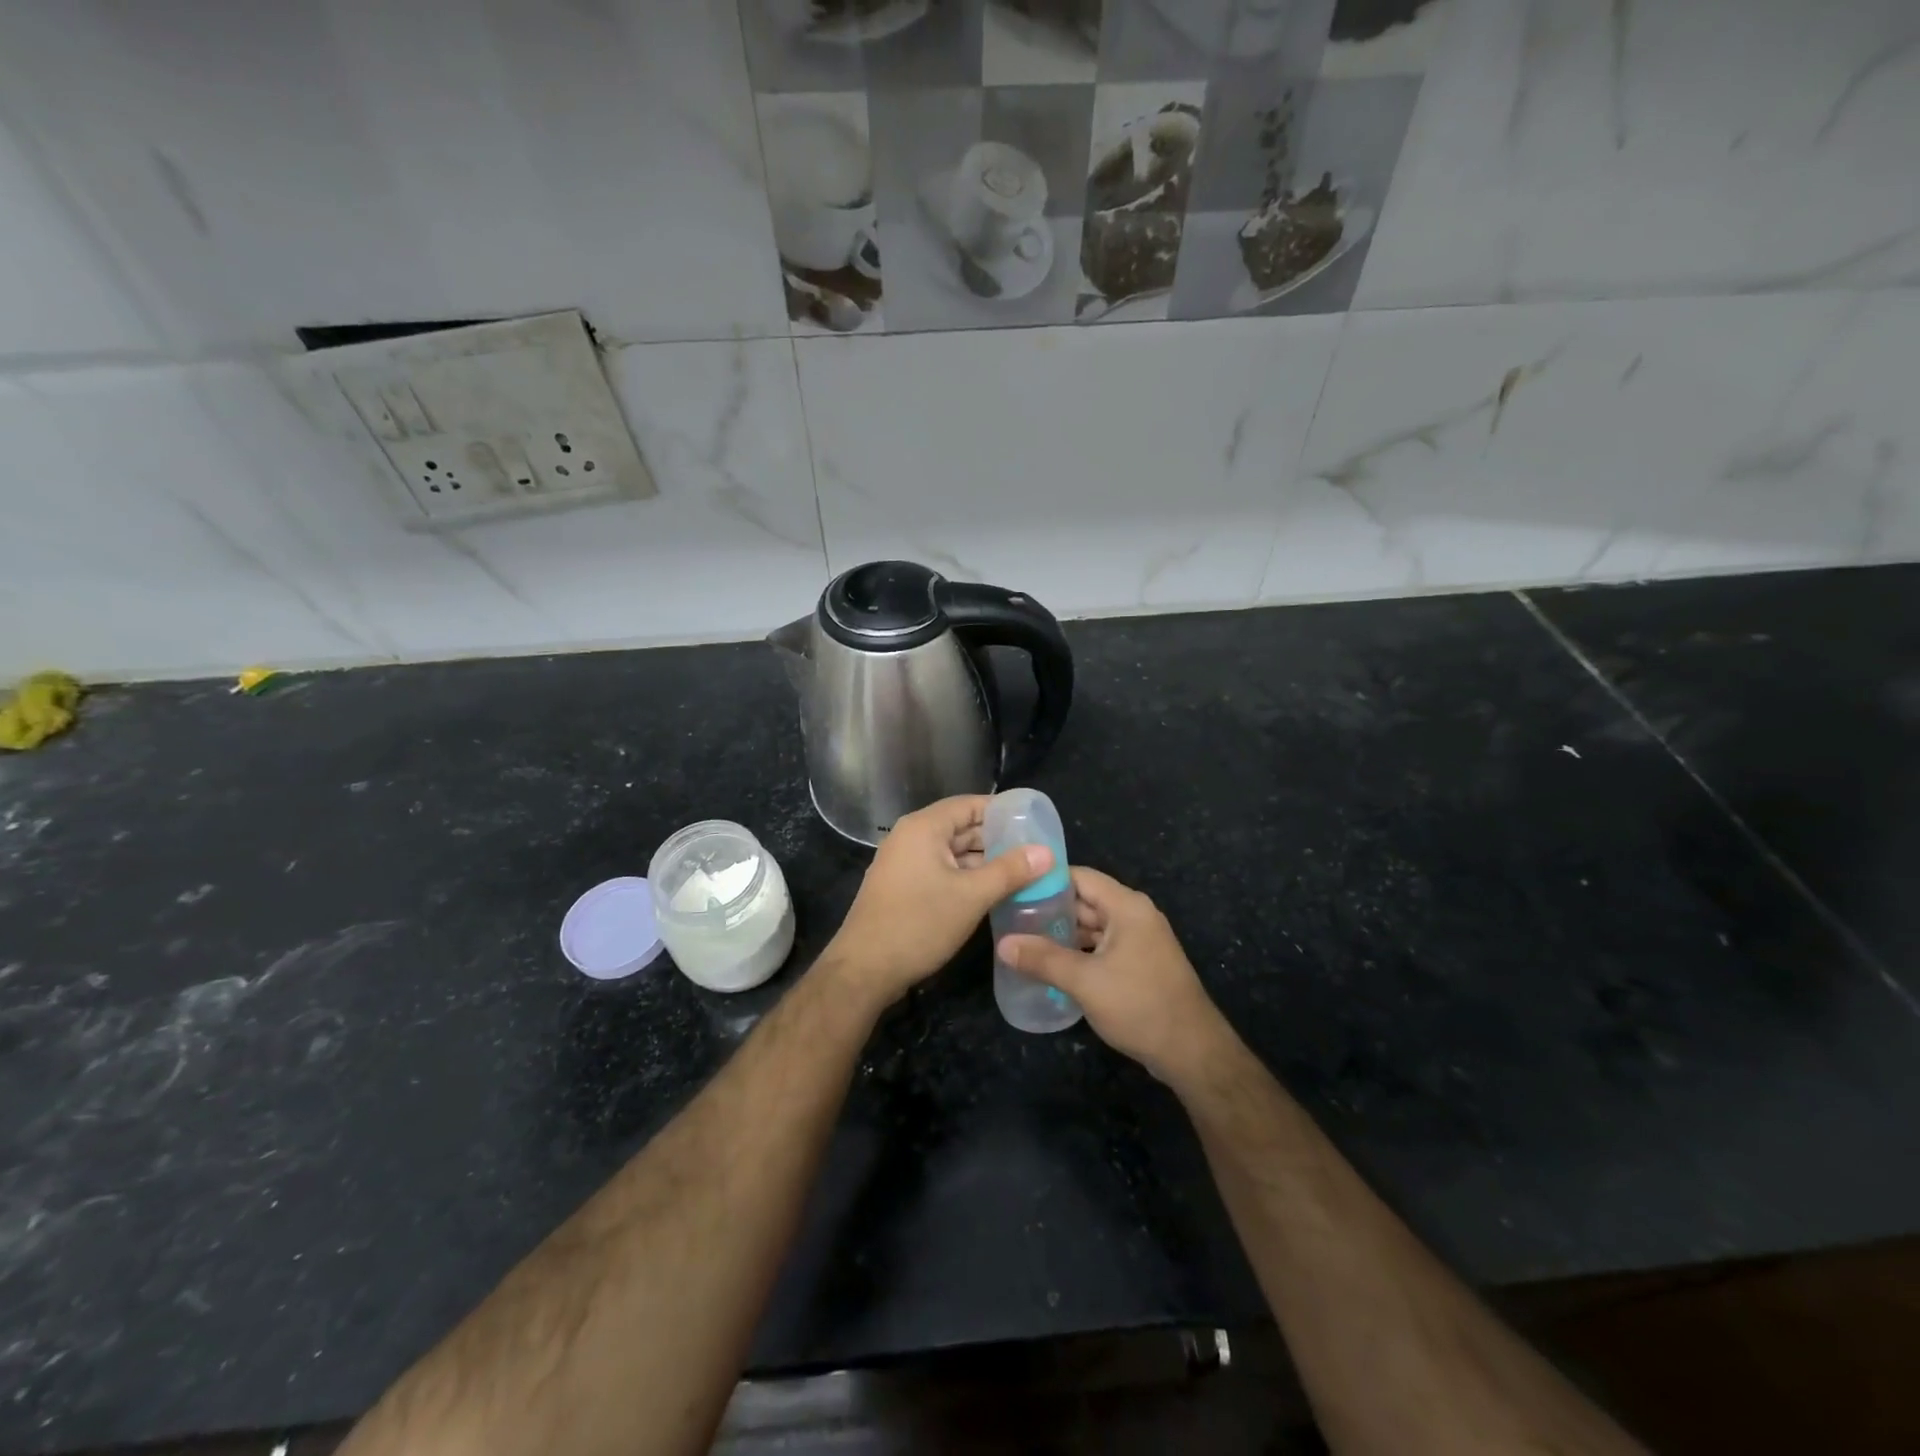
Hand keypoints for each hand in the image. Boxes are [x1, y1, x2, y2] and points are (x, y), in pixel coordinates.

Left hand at [824, 795, 1050, 1008]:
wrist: (864, 970)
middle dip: (997, 839)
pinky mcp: (903, 886)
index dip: (1003, 811)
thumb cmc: (919, 924)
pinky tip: (992, 891)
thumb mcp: (972, 896)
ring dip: (983, 861)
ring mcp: (904, 862)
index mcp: (924, 827)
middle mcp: (911, 837)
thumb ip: (1010, 871)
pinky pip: (941, 870)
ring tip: (1022, 873)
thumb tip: (1047, 852)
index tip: (1035, 823)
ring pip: (952, 852)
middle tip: (1035, 852)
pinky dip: (966, 876)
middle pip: (961, 827)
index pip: (970, 804)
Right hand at [998, 867, 1228, 1083]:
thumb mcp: (1085, 981)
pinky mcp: (1139, 964)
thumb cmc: (1139, 1005)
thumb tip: (1003, 944)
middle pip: (1085, 901)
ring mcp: (1139, 941)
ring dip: (1062, 933)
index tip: (1013, 887)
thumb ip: (1042, 959)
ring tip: (1023, 940)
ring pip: (1092, 926)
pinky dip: (1078, 951)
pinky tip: (1051, 964)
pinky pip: (1102, 947)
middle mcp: (1134, 915)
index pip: (1080, 877)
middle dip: (1050, 909)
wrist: (1192, 1052)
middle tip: (1010, 917)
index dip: (1046, 880)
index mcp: (1126, 906)